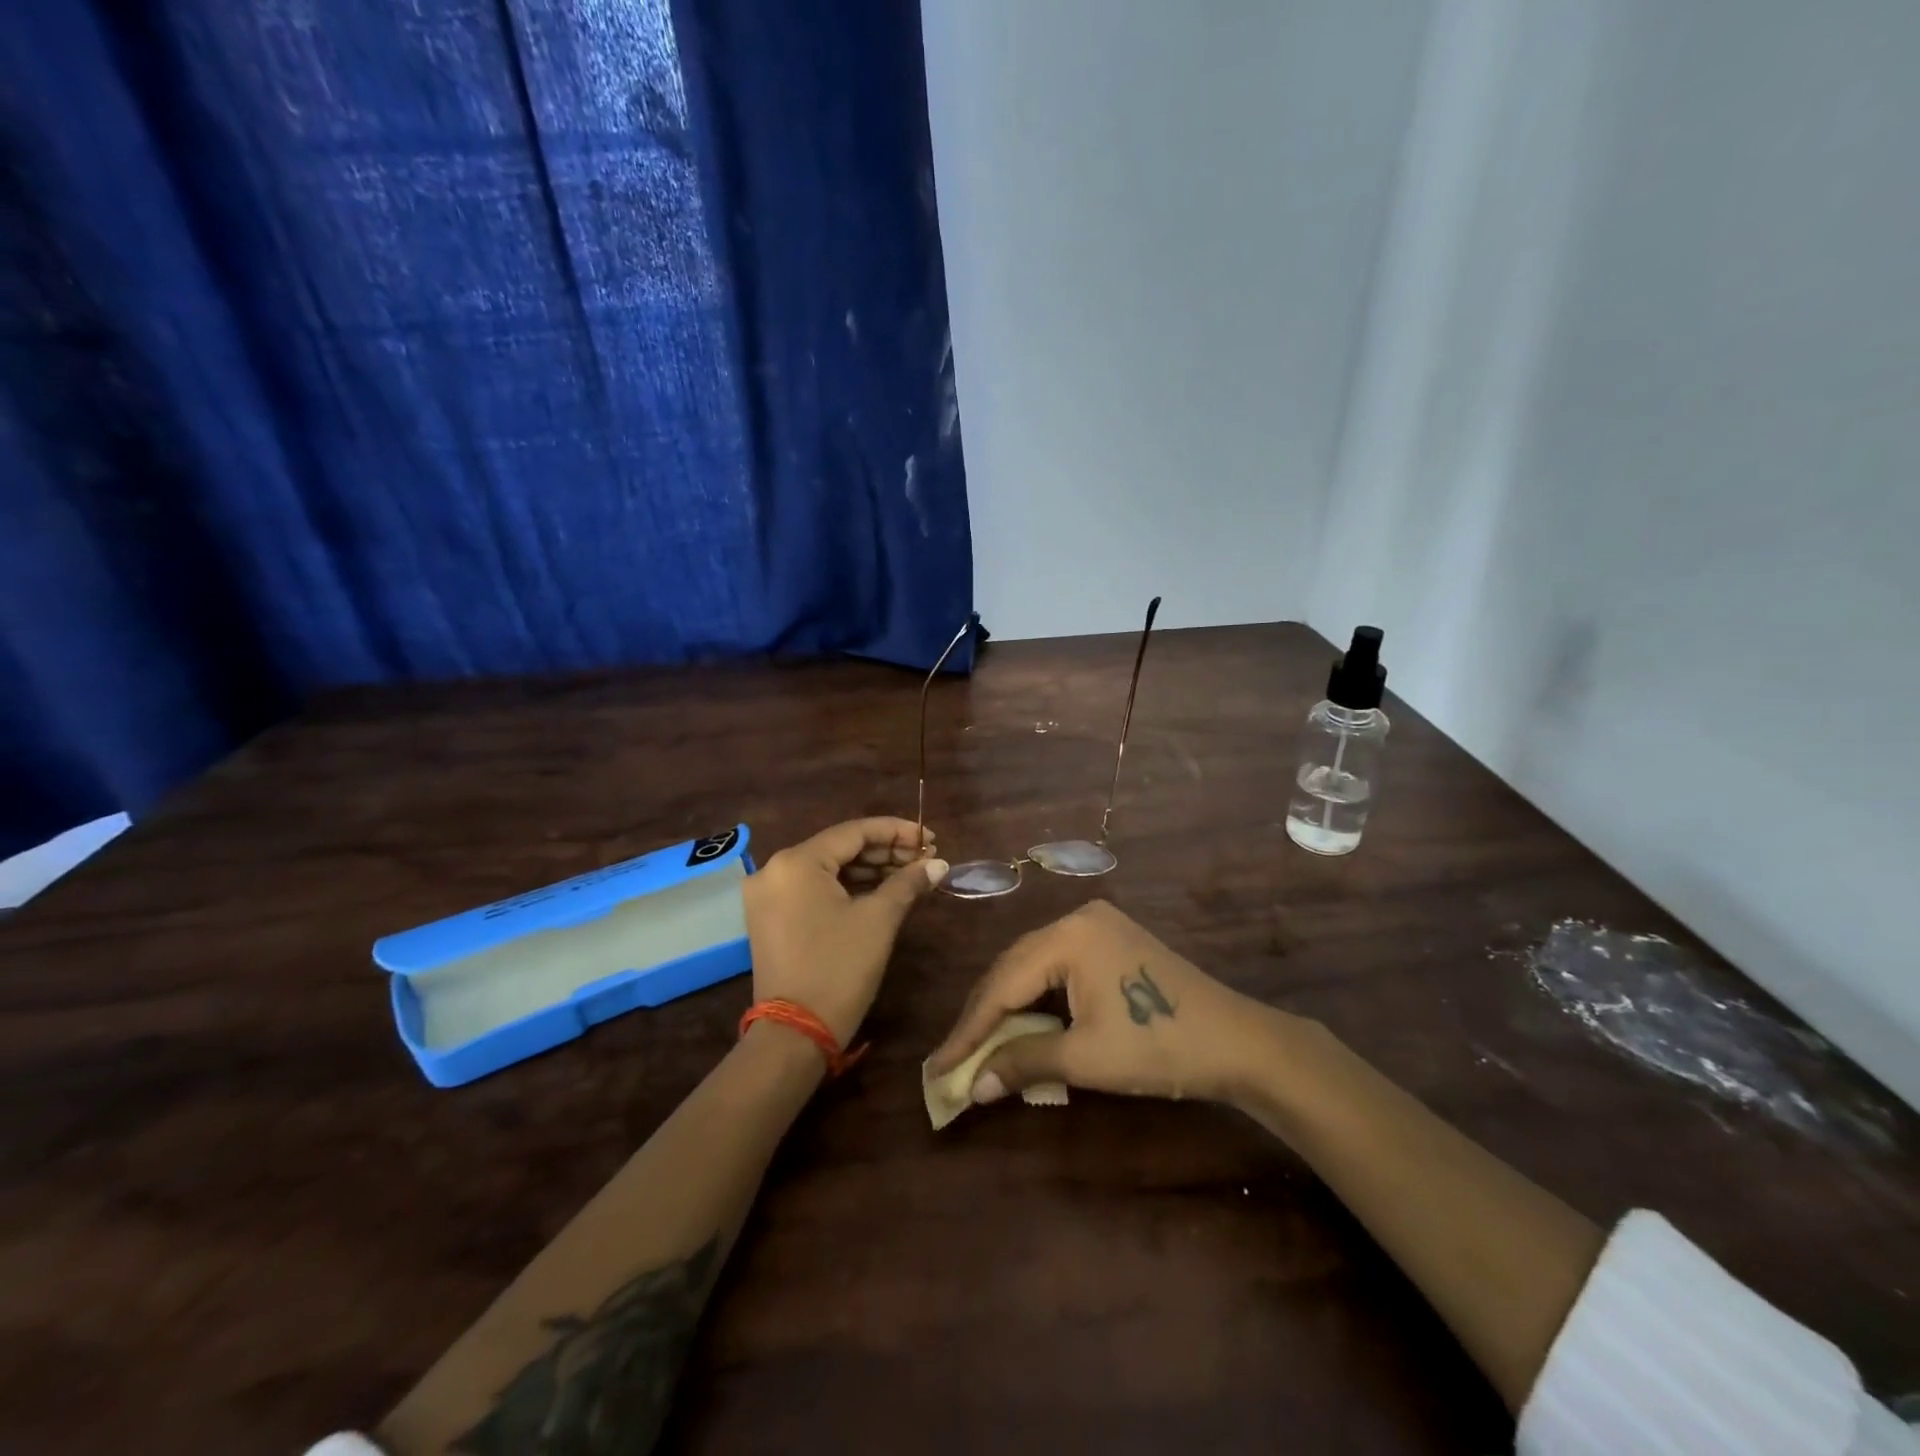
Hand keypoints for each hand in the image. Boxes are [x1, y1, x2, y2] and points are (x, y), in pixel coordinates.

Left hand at [743, 818, 948, 1045]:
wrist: (795, 1034)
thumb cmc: (839, 968)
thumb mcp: (879, 920)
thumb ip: (907, 882)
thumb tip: (937, 863)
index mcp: (797, 861)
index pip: (854, 831)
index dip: (896, 831)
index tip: (929, 837)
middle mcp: (775, 869)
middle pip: (839, 848)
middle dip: (885, 851)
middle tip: (925, 857)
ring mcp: (768, 895)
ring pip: (827, 869)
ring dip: (869, 870)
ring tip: (910, 873)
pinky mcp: (770, 917)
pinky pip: (814, 889)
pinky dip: (847, 888)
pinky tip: (882, 890)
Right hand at [926, 900, 1282, 1106]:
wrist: (1238, 1041)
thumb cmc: (1158, 1046)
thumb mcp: (1085, 1058)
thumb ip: (1023, 1062)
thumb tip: (971, 1087)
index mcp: (1068, 935)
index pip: (1002, 983)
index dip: (968, 1029)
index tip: (937, 1066)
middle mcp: (1077, 918)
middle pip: (1014, 968)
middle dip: (984, 1016)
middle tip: (955, 1058)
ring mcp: (1097, 925)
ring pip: (1034, 966)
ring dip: (1008, 1006)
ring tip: (981, 1045)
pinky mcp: (1111, 940)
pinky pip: (1058, 966)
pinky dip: (1037, 997)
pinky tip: (1023, 1023)